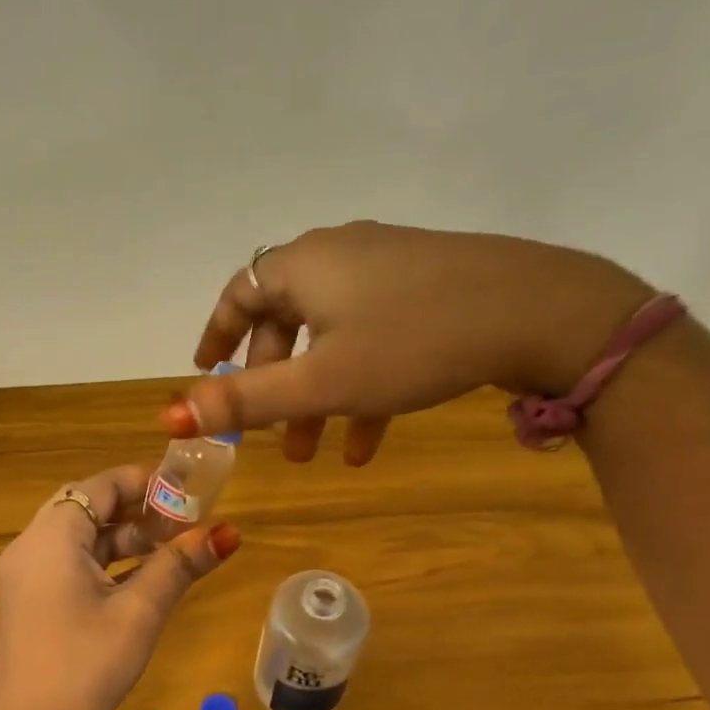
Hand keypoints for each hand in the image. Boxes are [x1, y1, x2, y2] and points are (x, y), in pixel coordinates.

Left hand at [0, 466, 239, 709]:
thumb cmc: (85, 664)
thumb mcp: (139, 612)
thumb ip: (179, 565)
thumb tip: (227, 532)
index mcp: (52, 535)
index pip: (100, 485)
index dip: (145, 481)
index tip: (187, 488)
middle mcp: (31, 544)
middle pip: (88, 507)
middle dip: (138, 509)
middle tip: (185, 518)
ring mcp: (26, 574)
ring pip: (80, 538)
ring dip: (124, 538)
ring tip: (173, 547)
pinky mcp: (29, 600)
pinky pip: (69, 563)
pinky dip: (105, 562)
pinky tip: (142, 577)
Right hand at [165, 222, 654, 463]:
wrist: (539, 312)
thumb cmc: (412, 343)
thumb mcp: (321, 382)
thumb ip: (245, 401)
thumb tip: (169, 413)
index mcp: (304, 265)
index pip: (240, 293)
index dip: (217, 336)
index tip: (205, 373)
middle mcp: (339, 255)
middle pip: (285, 321)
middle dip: (274, 384)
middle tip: (271, 434)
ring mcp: (386, 267)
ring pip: (331, 337)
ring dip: (317, 396)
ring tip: (316, 453)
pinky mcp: (426, 286)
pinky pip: (373, 336)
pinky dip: (360, 385)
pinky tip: (369, 443)